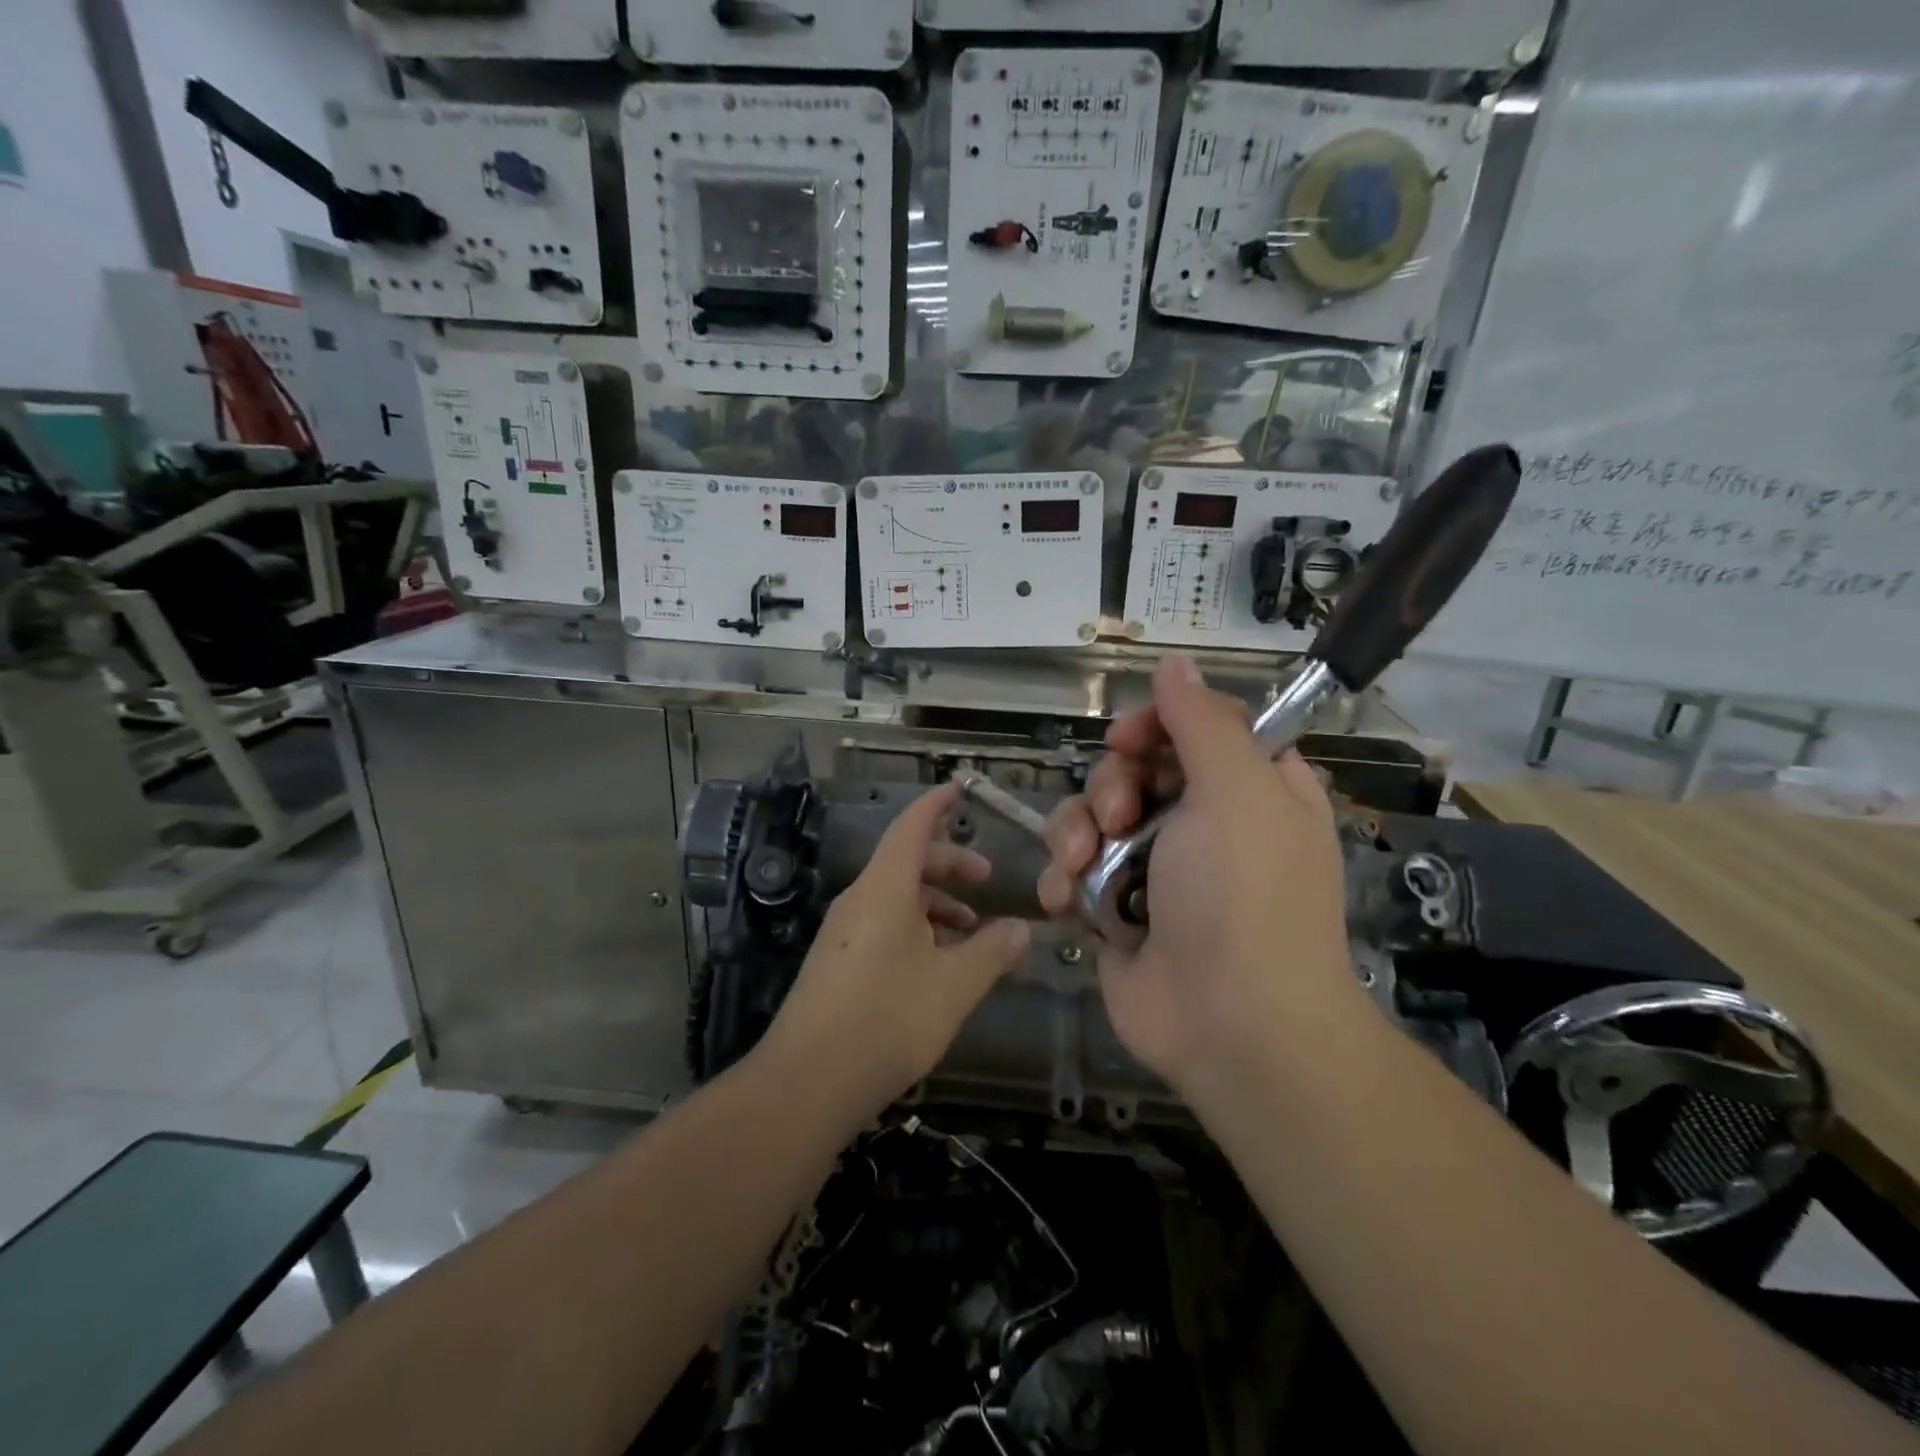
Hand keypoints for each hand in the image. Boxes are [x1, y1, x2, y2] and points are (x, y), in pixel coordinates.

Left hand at [762, 782, 1030, 1123]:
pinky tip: (939, 966)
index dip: (937, 804)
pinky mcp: (838, 962)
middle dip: (950, 864)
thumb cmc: (887, 1020)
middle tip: (987, 878)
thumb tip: (1021, 930)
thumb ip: (992, 952)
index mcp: (885, 888)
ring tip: (972, 933)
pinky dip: (917, 929)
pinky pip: (883, 925)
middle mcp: (860, 899)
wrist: (807, 1082)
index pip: (912, 826)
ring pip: (897, 897)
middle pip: (907, 861)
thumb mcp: (954, 986)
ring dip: (936, 904)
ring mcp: (844, 932)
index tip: (962, 788)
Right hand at [1037, 656, 1359, 1092]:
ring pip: (1090, 818)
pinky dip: (1063, 881)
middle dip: (1110, 787)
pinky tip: (1066, 901)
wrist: (1232, 1025)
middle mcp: (1202, 824)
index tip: (1127, 738)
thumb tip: (1177, 661)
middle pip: (1131, 770)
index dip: (1155, 726)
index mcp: (1248, 788)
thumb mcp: (1237, 791)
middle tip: (1118, 817)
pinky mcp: (1115, 910)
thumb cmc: (1245, 896)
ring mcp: (1154, 870)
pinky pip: (1072, 871)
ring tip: (1081, 868)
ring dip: (1075, 834)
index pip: (1193, 729)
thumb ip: (1203, 721)